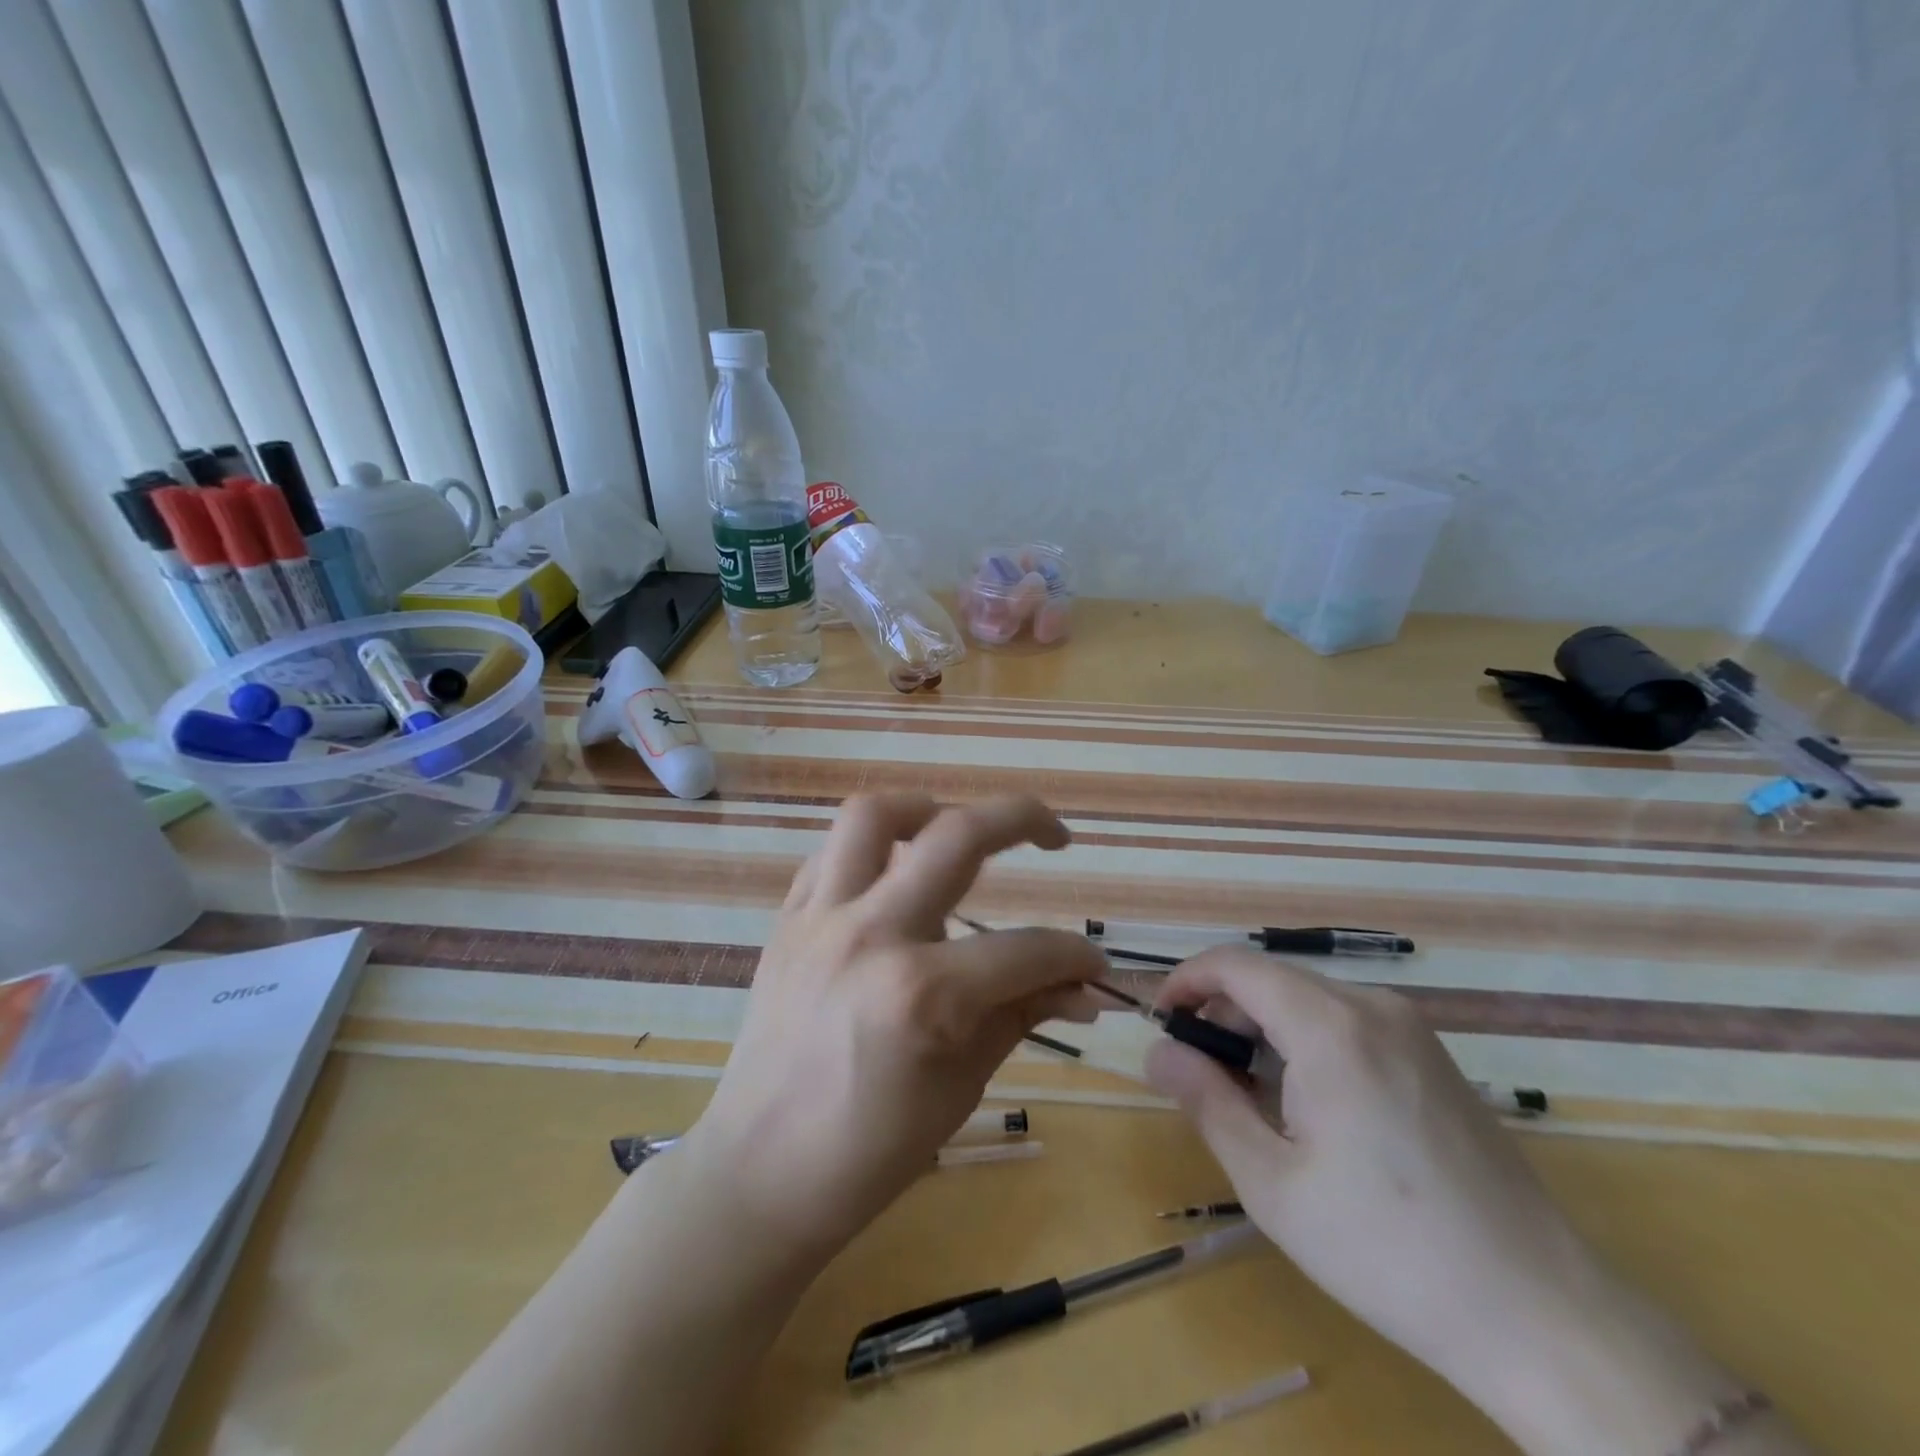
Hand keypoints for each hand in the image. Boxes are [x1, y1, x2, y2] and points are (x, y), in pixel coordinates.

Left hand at [680, 792, 1105, 1267]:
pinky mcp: (786, 922)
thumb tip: (1082, 988)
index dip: (1074, 956)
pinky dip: (869, 850)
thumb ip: (1022, 1016)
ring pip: (873, 816)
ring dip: (927, 808)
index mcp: (923, 993)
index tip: (1092, 965)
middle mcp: (872, 935)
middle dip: (1023, 819)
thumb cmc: (870, 1151)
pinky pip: (830, 855)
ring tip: (955, 826)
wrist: (760, 1173)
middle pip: (958, 836)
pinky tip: (892, 875)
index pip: (1026, 949)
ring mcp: (820, 920)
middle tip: (1054, 835)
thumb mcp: (962, 1085)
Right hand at [1147, 950, 1786, 1455]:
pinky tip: (1311, 1105)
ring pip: (1309, 999)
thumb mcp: (1272, 1183)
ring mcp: (1412, 1029)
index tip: (1161, 1025)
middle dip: (1222, 1012)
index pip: (1235, 965)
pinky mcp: (1435, 1057)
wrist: (1543, 1317)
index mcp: (1329, 1026)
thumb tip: (1159, 1052)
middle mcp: (1373, 1006)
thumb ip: (1206, 1101)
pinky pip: (1348, 1022)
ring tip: (1251, 1096)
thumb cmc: (1387, 1249)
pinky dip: (1307, 1041)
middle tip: (1200, 1075)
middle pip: (1272, 979)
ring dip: (1264, 1028)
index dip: (1186, 983)